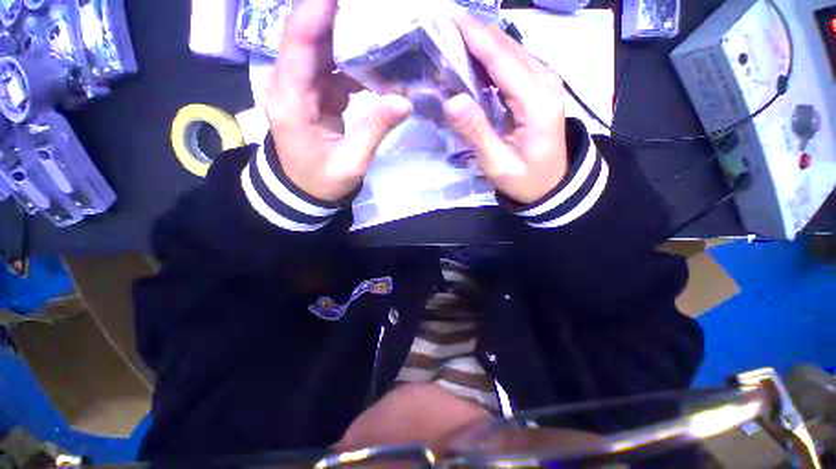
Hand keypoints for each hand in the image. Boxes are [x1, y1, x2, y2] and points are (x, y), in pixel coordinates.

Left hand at [265, 0, 412, 201]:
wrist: (303, 190)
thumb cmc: (322, 180)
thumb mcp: (351, 162)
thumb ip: (374, 130)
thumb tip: (404, 101)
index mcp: (290, 101)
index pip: (298, 43)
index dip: (316, 11)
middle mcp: (289, 85)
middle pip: (308, 37)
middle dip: (337, 15)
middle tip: (372, 8)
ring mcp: (301, 88)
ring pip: (321, 49)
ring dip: (348, 36)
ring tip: (378, 25)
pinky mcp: (314, 94)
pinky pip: (332, 68)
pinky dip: (352, 62)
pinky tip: (375, 60)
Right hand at [443, 15, 568, 204]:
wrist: (552, 185)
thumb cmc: (525, 179)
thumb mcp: (497, 164)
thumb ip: (476, 133)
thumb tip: (452, 100)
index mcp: (536, 102)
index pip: (502, 58)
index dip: (474, 37)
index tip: (446, 20)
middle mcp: (545, 83)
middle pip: (508, 46)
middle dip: (475, 32)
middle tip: (442, 26)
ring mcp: (545, 83)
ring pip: (511, 50)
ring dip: (482, 41)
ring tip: (453, 37)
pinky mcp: (540, 88)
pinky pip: (514, 63)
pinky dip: (491, 56)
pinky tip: (473, 59)